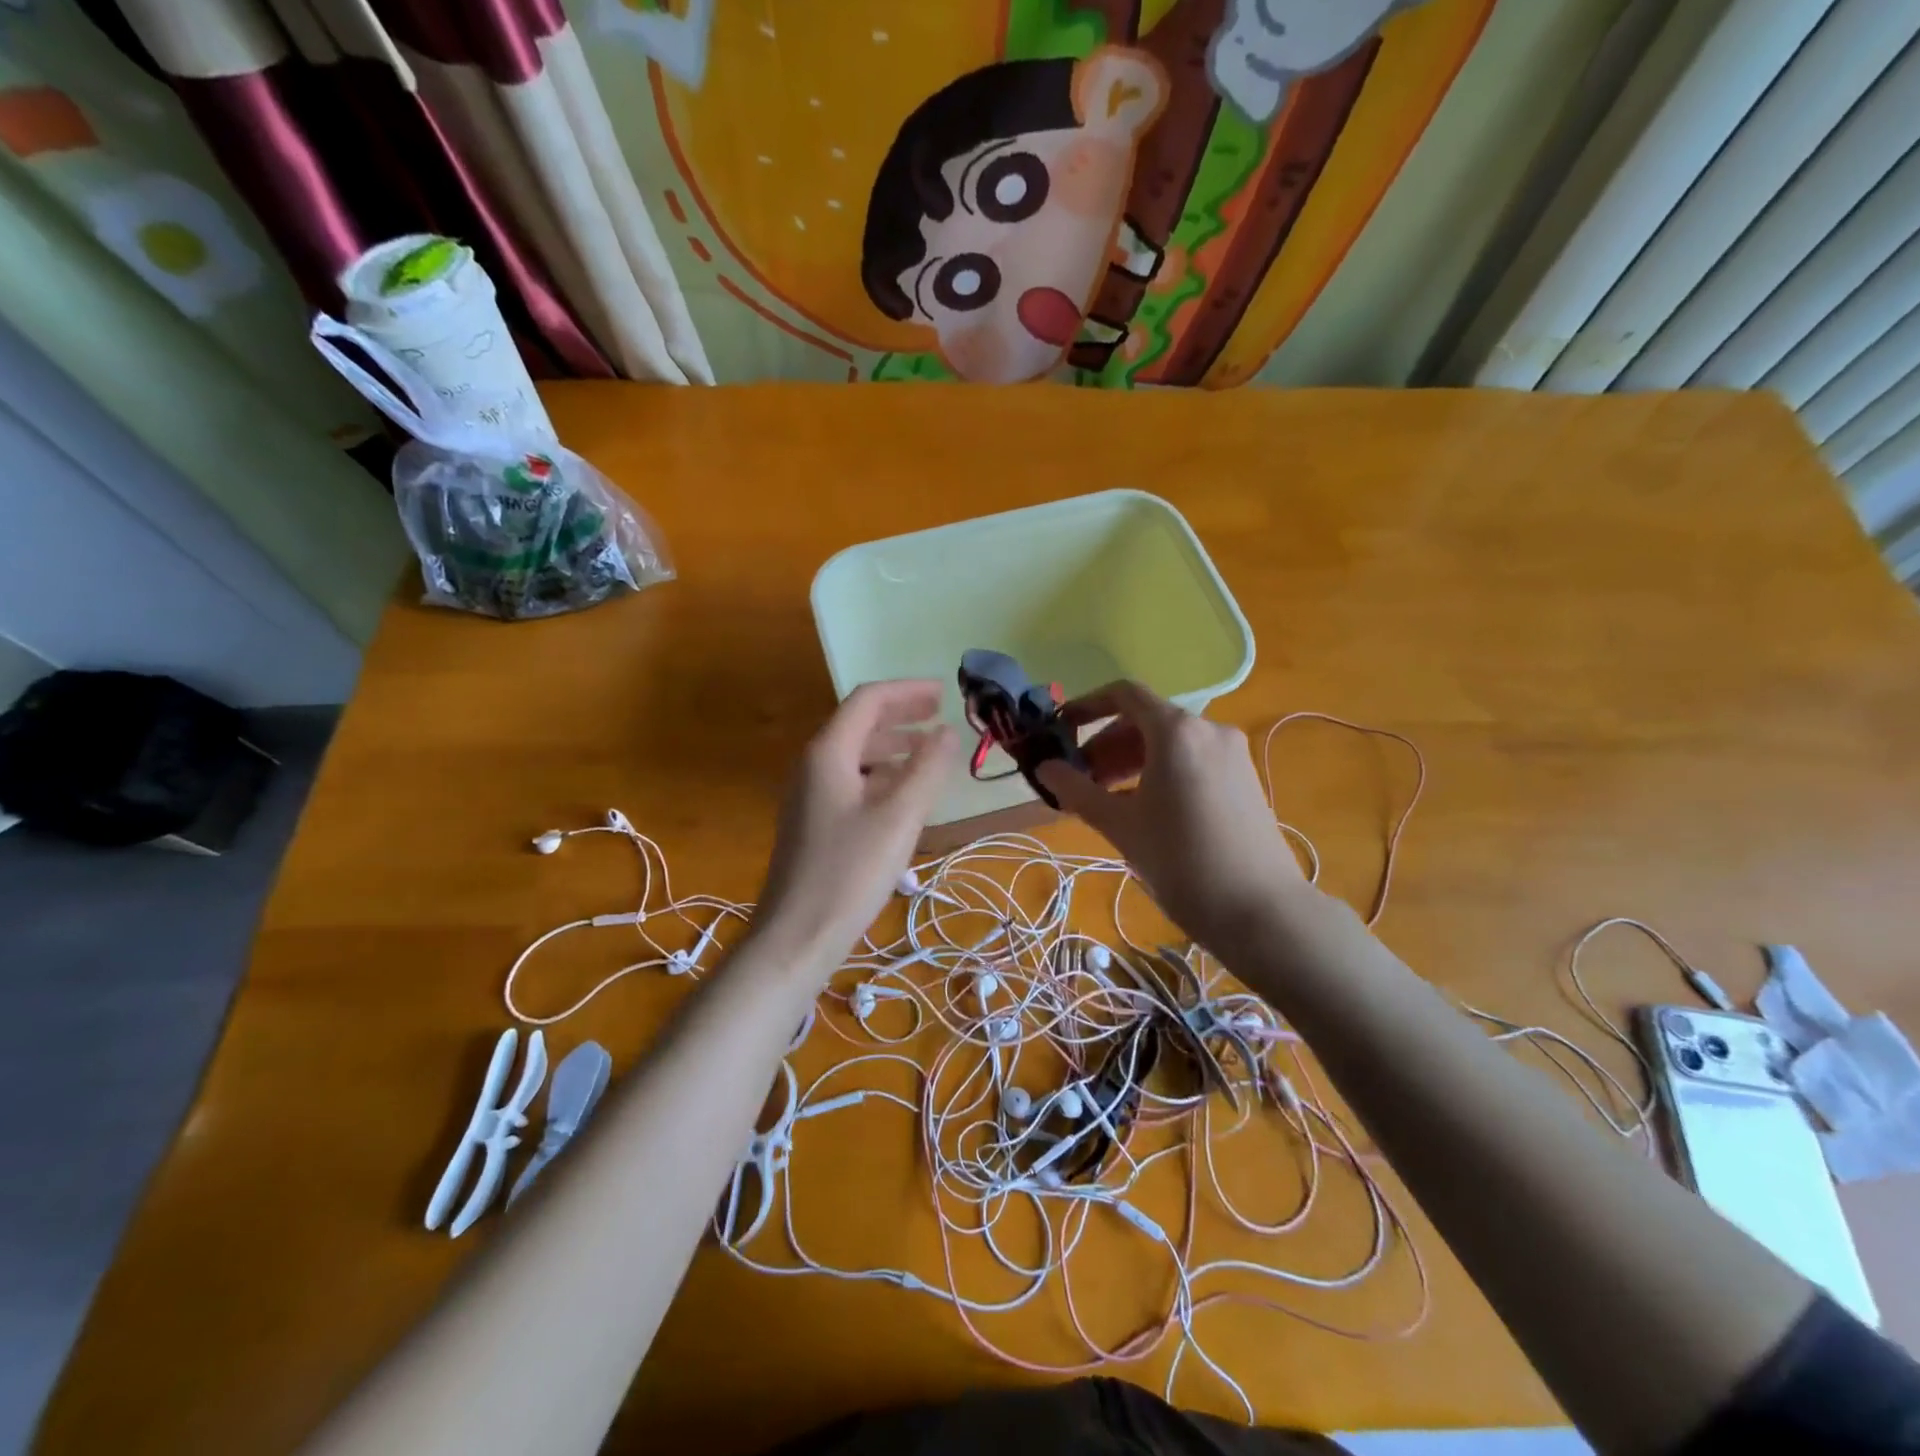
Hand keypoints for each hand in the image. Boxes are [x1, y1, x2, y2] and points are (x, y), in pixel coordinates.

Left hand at [750, 681, 957, 974]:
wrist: (797, 935)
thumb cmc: (850, 872)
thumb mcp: (899, 817)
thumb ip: (927, 769)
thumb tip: (946, 731)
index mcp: (828, 753)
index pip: (868, 700)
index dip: (907, 691)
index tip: (944, 693)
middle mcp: (813, 765)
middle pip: (859, 723)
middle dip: (901, 714)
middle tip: (940, 717)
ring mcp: (810, 795)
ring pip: (855, 754)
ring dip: (893, 745)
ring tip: (929, 753)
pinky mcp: (814, 822)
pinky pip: (851, 781)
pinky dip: (881, 775)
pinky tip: (904, 794)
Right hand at [1036, 682, 1307, 959]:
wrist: (1260, 909)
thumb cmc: (1180, 860)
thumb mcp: (1120, 825)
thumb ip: (1077, 790)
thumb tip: (1044, 768)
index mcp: (1176, 731)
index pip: (1124, 695)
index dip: (1087, 706)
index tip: (1062, 730)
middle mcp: (1208, 729)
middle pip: (1146, 720)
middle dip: (1107, 744)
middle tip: (1081, 779)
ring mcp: (1232, 753)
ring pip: (1170, 742)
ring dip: (1132, 760)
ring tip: (1108, 797)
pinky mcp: (1244, 778)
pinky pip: (1192, 759)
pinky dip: (1161, 771)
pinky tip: (1145, 808)